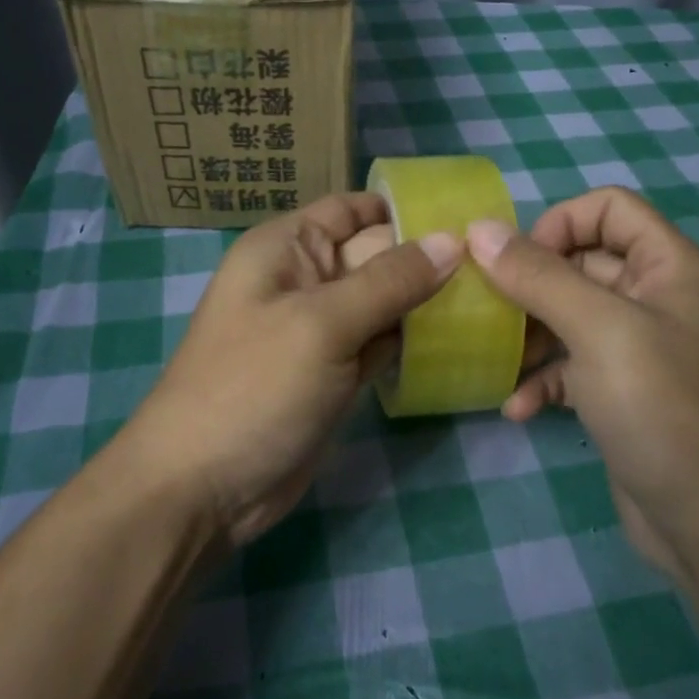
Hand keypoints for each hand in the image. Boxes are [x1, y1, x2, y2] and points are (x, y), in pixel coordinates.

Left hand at [118, 193, 461, 546]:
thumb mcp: (322, 324)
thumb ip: (390, 280)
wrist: (203, 488)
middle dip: (427, 259)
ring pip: (383, 302)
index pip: (352, 210)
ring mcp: (320, 331)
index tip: (468, 218)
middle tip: (496, 267)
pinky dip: (411, 342)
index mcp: (286, 248)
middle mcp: (304, 280)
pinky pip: (380, 343)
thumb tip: (453, 241)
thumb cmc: (253, 387)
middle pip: (375, 255)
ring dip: (426, 303)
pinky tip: (458, 340)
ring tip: (492, 299)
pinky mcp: (334, 373)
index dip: (404, 209)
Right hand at [465, 188, 698, 581]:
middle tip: (489, 309)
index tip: (517, 262)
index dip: (560, 223)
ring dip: (531, 334)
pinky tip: (519, 408)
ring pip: (571, 316)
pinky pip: (574, 367)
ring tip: (498, 357)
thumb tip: (478, 229)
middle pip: (583, 261)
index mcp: (669, 267)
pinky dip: (545, 380)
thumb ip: (538, 275)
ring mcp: (640, 348)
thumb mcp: (597, 330)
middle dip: (532, 283)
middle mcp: (658, 298)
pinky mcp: (623, 393)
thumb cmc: (661, 408)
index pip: (609, 208)